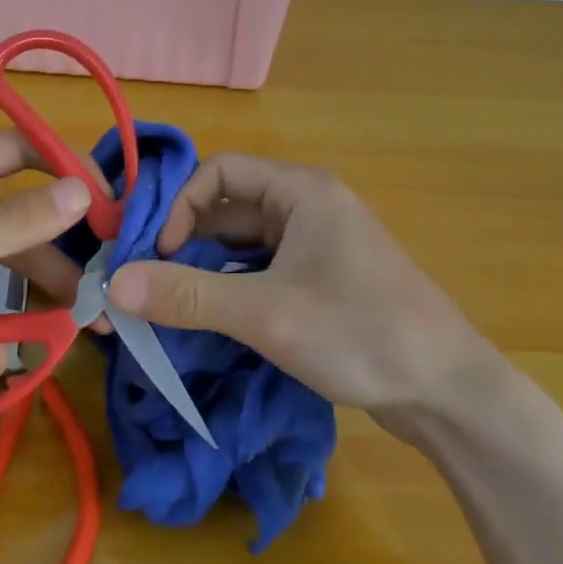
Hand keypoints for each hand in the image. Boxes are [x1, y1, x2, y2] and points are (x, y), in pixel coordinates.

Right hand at [105, 153, 498, 417]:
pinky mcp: (323, 279)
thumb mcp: (266, 314)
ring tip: (173, 303)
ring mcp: (318, 244)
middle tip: (151, 283)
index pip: (219, 171)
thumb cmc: (360, 333)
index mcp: (301, 191)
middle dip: (186, 240)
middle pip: (228, 206)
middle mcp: (308, 206)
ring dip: (206, 266)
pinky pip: (263, 268)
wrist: (448, 391)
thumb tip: (113, 285)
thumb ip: (187, 296)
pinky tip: (213, 317)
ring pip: (243, 241)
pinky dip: (232, 285)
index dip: (179, 206)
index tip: (157, 256)